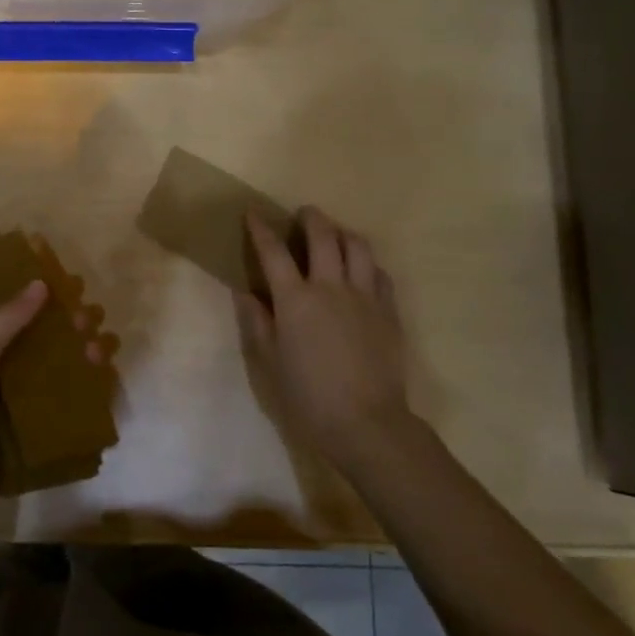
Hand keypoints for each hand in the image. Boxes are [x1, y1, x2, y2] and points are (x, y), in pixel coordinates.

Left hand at [0, 281, 105, 537]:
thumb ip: (6, 321)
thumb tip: (41, 283)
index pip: (10, 316)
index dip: (39, 300)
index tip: (70, 285)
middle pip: (38, 346)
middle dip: (68, 329)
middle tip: (92, 318)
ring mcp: (11, 411)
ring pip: (54, 378)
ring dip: (80, 361)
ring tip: (103, 350)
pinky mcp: (28, 442)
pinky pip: (60, 415)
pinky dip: (83, 401)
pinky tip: (105, 388)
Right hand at [241, 207, 421, 474]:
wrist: (367, 423)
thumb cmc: (308, 397)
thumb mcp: (270, 363)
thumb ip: (257, 323)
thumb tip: (245, 292)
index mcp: (295, 299)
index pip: (274, 252)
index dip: (261, 229)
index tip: (253, 212)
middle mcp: (330, 287)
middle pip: (323, 236)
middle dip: (311, 218)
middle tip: (304, 214)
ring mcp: (365, 296)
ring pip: (358, 247)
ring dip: (343, 233)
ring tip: (336, 235)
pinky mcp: (389, 311)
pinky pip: (380, 273)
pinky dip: (368, 263)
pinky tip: (363, 270)